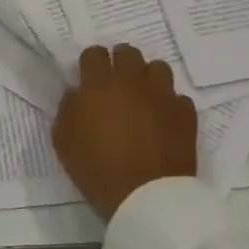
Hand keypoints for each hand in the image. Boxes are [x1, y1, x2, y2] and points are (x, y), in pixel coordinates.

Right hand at [51, 44, 198, 219]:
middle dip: (119, 62)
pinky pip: (177, 97)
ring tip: (142, 96)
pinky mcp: (185, 112)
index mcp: (99, 84)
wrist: (146, 196)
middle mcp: (132, 81)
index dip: (90, 63)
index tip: (88, 77)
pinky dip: (168, 104)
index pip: (94, 53)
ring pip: (157, 68)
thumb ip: (68, 109)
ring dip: (147, 78)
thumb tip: (77, 94)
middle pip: (127, 53)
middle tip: (115, 84)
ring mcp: (162, 94)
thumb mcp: (63, 141)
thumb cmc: (97, 169)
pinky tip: (162, 120)